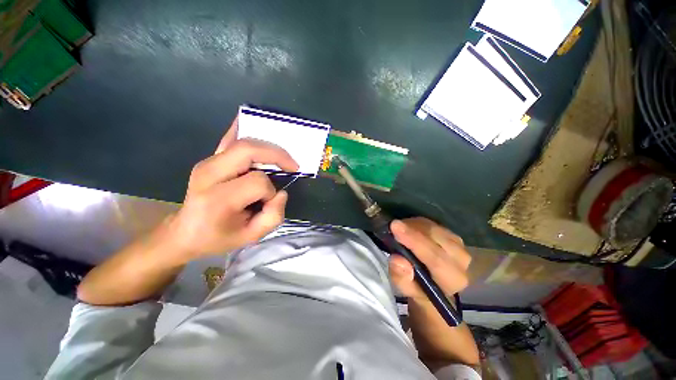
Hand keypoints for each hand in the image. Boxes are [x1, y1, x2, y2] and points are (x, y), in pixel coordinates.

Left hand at [165, 117, 298, 262]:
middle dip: (276, 155)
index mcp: (218, 199)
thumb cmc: (218, 237)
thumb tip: (281, 192)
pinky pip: (229, 139)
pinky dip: (242, 128)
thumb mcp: (250, 237)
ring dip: (268, 147)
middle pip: (248, 150)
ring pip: (243, 142)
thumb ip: (273, 217)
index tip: (269, 201)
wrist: (184, 232)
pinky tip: (251, 121)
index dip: (270, 191)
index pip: (257, 182)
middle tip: (292, 165)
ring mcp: (207, 163)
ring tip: (282, 158)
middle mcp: (209, 174)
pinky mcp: (209, 159)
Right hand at [388, 217, 471, 301]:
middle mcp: (461, 260)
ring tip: (398, 230)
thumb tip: (398, 260)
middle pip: (435, 237)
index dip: (414, 240)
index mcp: (452, 279)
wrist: (435, 285)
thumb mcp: (405, 289)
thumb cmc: (418, 288)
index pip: (435, 257)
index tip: (395, 227)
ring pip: (433, 228)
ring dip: (413, 226)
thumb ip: (401, 278)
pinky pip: (432, 224)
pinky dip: (417, 224)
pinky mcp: (453, 235)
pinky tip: (408, 228)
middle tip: (393, 225)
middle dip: (412, 229)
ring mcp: (459, 245)